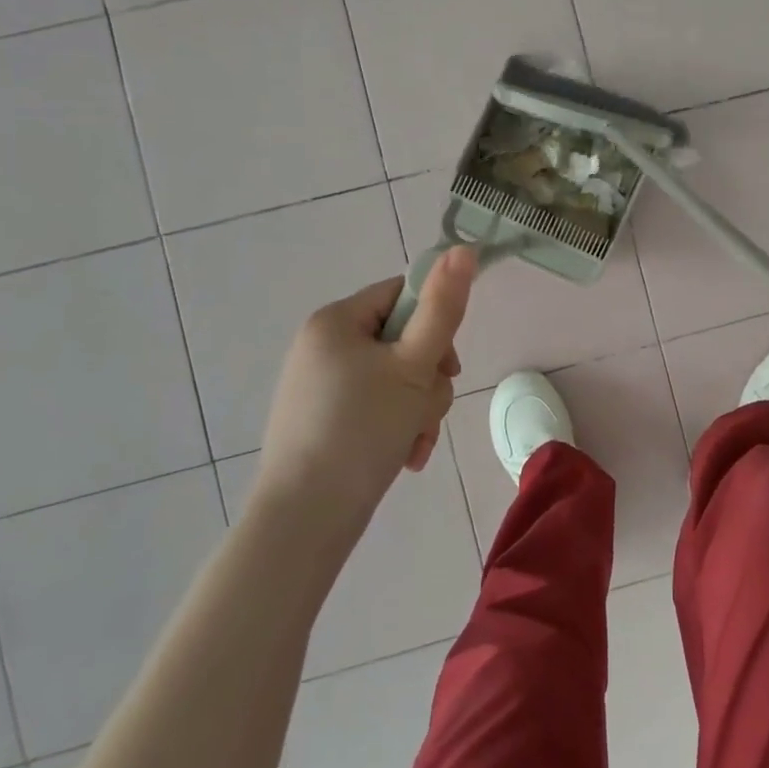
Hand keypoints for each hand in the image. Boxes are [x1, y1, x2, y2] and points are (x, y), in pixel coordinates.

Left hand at [257, 247, 477, 513]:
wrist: (306, 518)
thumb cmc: (362, 429)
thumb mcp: (414, 365)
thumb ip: (443, 307)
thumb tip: (462, 248)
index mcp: (335, 321)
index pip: (402, 294)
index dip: (435, 324)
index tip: (448, 365)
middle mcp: (323, 346)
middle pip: (403, 341)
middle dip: (428, 379)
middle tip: (427, 409)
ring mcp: (321, 387)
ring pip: (396, 379)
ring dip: (418, 409)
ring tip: (415, 442)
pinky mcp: (324, 422)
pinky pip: (376, 408)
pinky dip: (397, 427)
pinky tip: (405, 457)